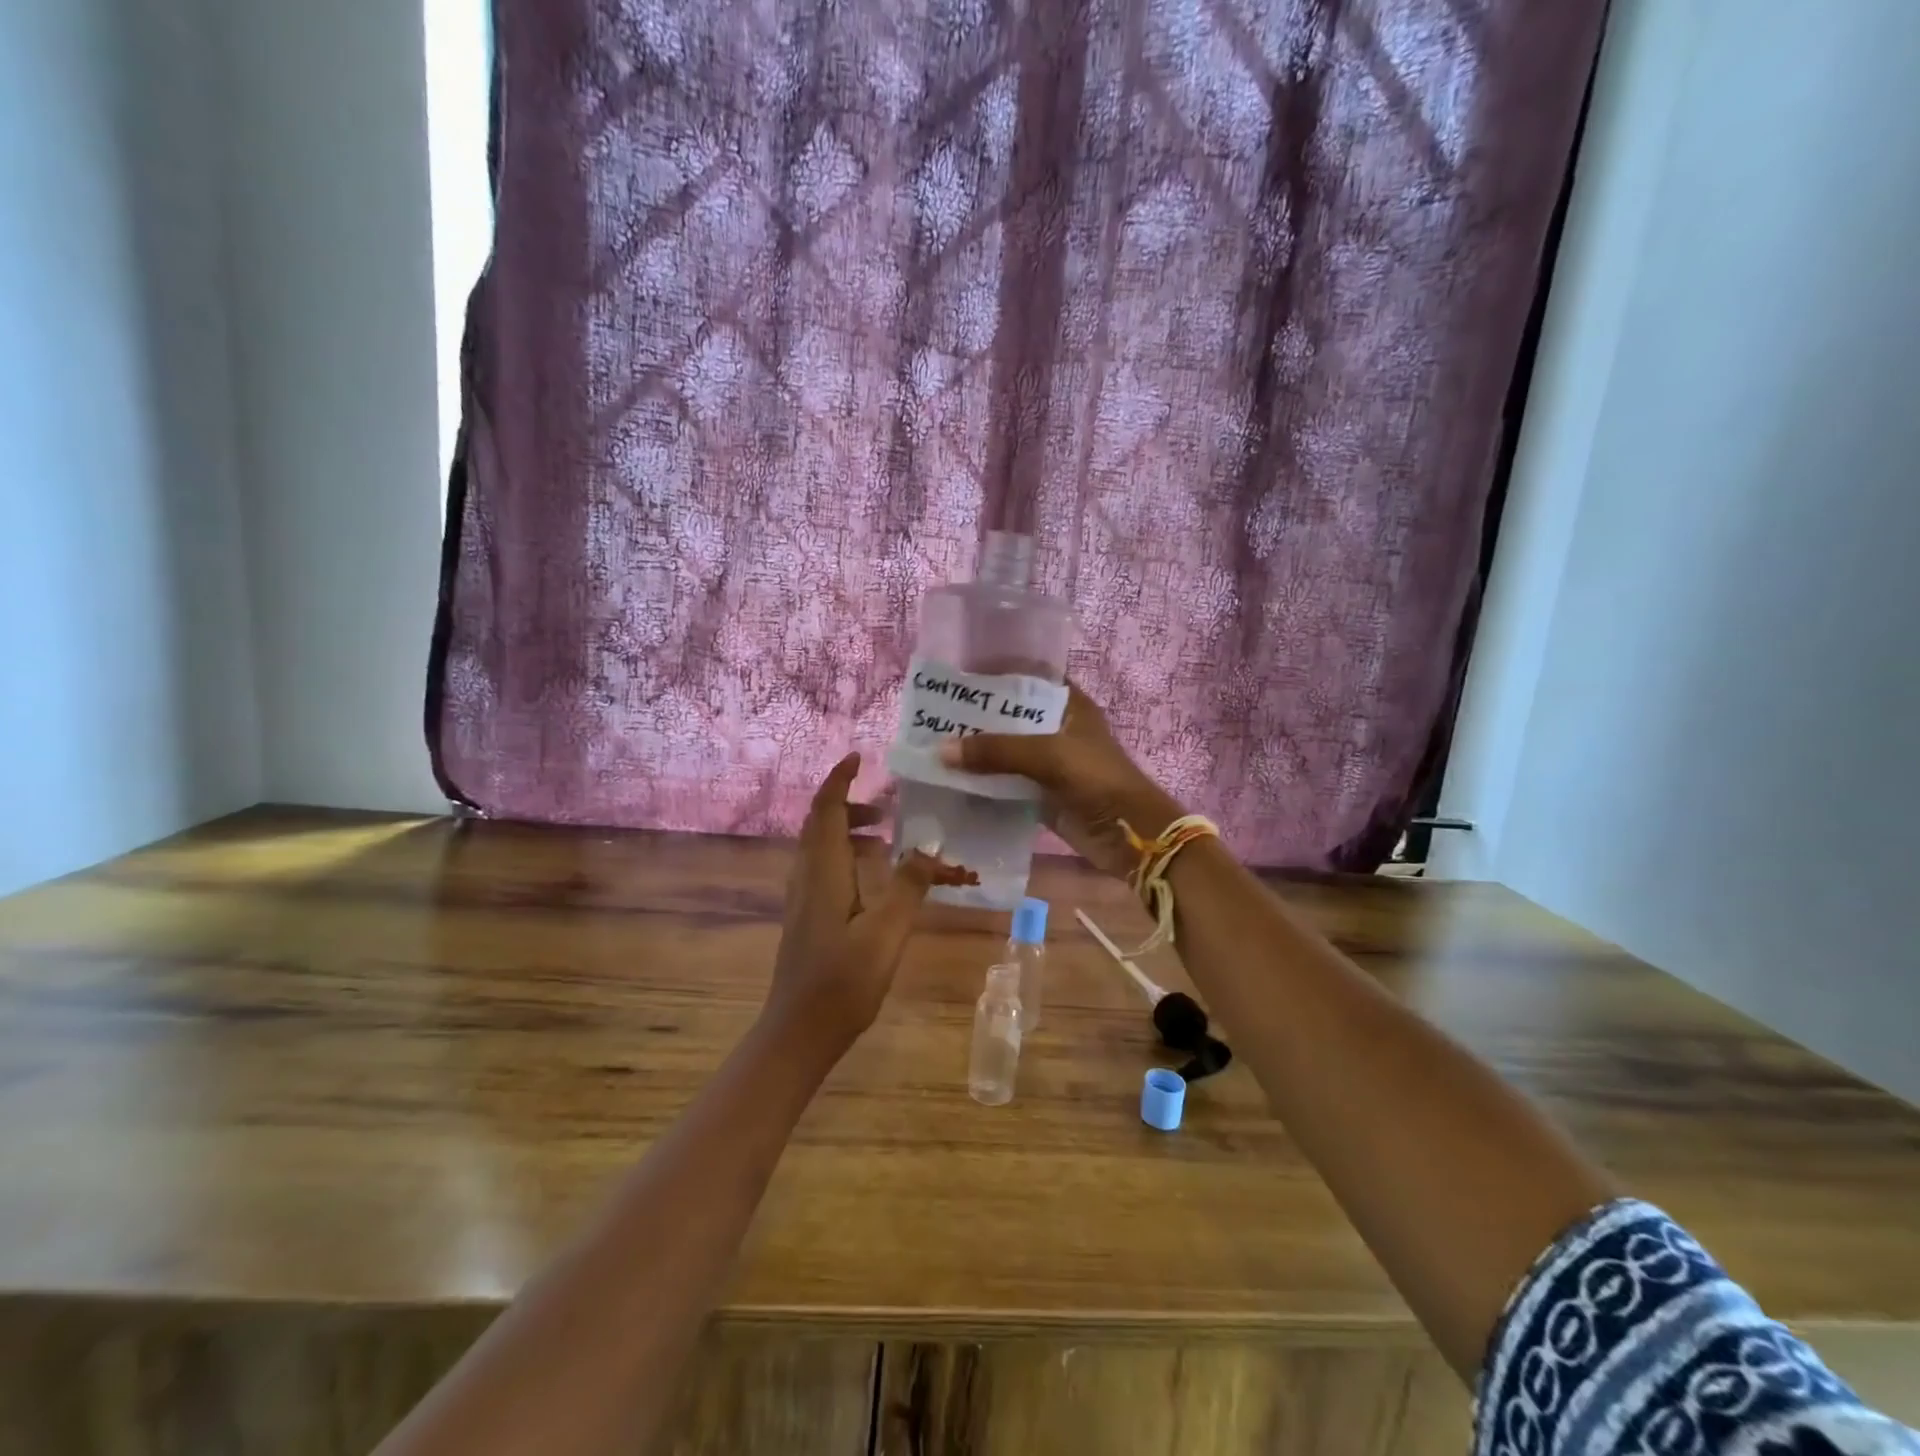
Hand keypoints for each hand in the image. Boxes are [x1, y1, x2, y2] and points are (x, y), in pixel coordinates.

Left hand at [768, 752, 974, 1049]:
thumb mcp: (887, 932)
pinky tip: (874, 879)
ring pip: (820, 847)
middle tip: (887, 806)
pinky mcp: (807, 917)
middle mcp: (806, 877)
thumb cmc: (843, 981)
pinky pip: (824, 868)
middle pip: (819, 823)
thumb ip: (909, 887)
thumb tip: (930, 848)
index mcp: (822, 872)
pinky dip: (846, 856)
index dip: (839, 779)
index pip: (824, 809)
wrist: (798, 1033)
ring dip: (848, 831)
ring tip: (886, 837)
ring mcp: (802, 899)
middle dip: (849, 804)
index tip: (859, 757)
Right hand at [939, 683, 1183, 879]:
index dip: (995, 673)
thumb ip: (997, 750)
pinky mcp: (1042, 794)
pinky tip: (951, 782)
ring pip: (1005, 751)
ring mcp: (1049, 763)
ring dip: (976, 752)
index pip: (1027, 677)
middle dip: (975, 717)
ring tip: (932, 746)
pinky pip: (1005, 783)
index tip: (957, 675)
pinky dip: (982, 783)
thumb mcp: (1049, 756)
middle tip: (932, 715)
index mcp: (1068, 705)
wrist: (1132, 837)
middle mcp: (1056, 729)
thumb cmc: (1098, 781)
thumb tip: (941, 750)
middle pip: (1010, 717)